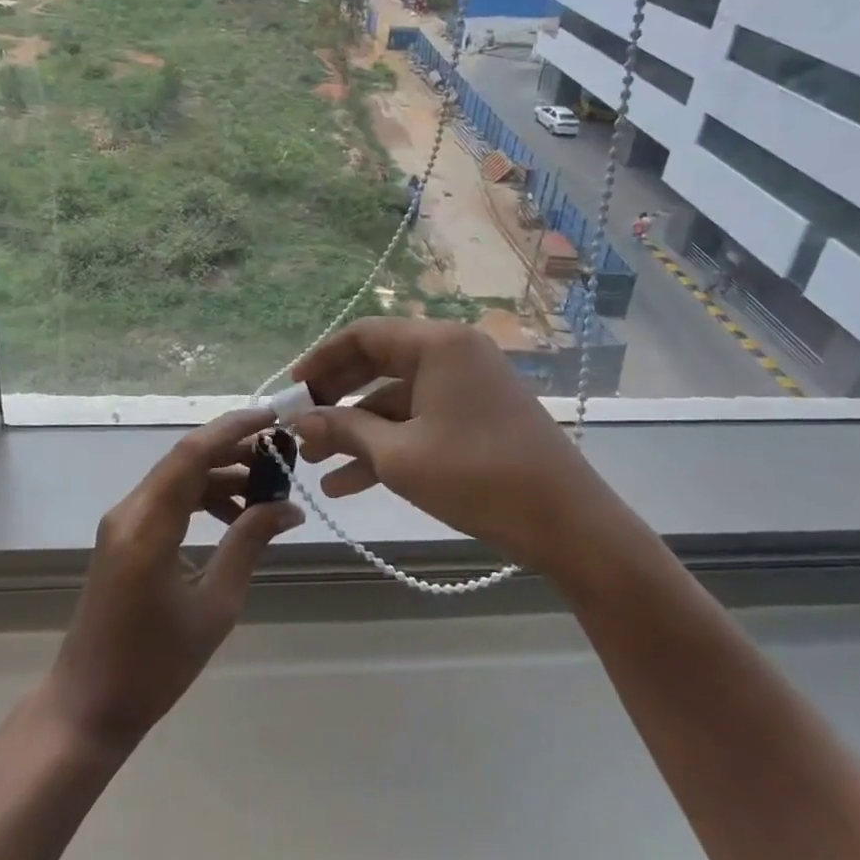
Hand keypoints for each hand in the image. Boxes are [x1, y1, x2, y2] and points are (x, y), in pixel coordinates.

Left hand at [45, 408, 303, 752]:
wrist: (88, 705)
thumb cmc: (155, 665)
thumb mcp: (215, 606)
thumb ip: (248, 545)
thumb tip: (289, 507)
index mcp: (149, 525)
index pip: (193, 453)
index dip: (234, 428)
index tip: (274, 418)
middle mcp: (130, 510)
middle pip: (186, 459)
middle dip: (235, 450)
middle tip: (282, 456)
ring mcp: (122, 521)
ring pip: (178, 477)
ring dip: (221, 475)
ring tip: (267, 490)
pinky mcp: (123, 535)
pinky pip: (168, 499)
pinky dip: (202, 497)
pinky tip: (235, 517)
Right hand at [289, 318, 591, 573]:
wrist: (568, 524)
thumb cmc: (478, 477)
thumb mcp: (399, 456)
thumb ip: (344, 431)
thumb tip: (300, 421)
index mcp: (437, 344)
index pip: (363, 335)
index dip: (321, 360)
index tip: (291, 391)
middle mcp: (453, 353)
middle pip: (378, 364)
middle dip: (335, 399)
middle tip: (299, 427)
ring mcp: (468, 385)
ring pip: (396, 398)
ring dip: (356, 429)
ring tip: (314, 464)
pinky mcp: (477, 417)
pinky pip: (421, 420)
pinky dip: (388, 444)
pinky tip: (347, 483)